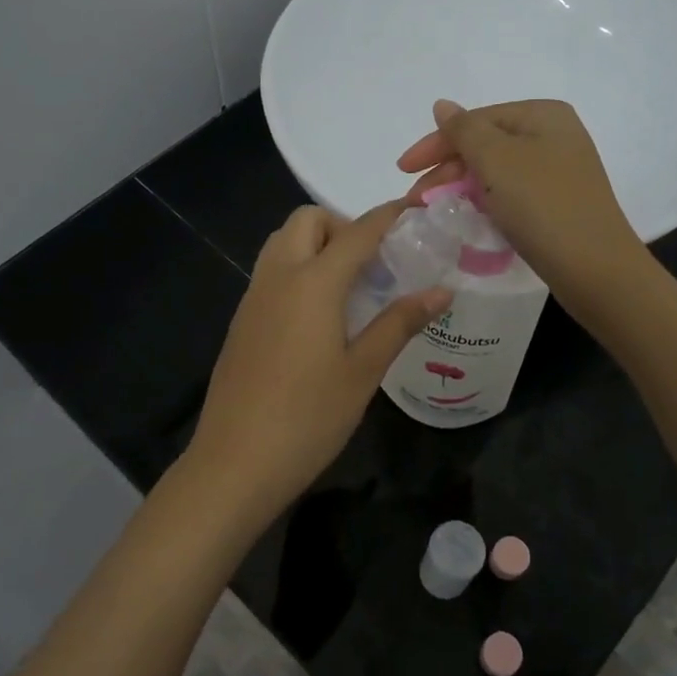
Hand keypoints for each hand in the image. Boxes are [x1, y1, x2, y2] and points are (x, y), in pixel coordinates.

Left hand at [182, 203, 450, 529]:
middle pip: (307, 221)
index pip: (357, 231)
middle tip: (374, 264)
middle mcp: (277, 277)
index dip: (389, 216)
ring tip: (350, 288)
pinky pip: (271, 273)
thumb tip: (441, 291)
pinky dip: (298, 270)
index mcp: (312, 283)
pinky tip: (319, 317)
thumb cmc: (308, 418)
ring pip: (282, 243)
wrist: (234, 463)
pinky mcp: (241, 322)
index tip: (416, 212)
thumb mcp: (363, 371)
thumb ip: (400, 323)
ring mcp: (252, 298)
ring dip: (316, 245)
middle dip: (343, 225)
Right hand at [397, 99, 646, 308]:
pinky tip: (469, 220)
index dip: (435, 144)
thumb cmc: (542, 205)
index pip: (475, 120)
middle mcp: (554, 136)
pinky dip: (486, 204)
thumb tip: (443, 105)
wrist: (595, 269)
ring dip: (462, 189)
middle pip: (485, 145)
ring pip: (496, 173)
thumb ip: (464, 130)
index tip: (402, 171)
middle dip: (447, 171)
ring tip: (436, 212)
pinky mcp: (558, 205)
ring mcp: (559, 172)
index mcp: (543, 115)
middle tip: (416, 201)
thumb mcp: (496, 160)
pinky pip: (511, 195)